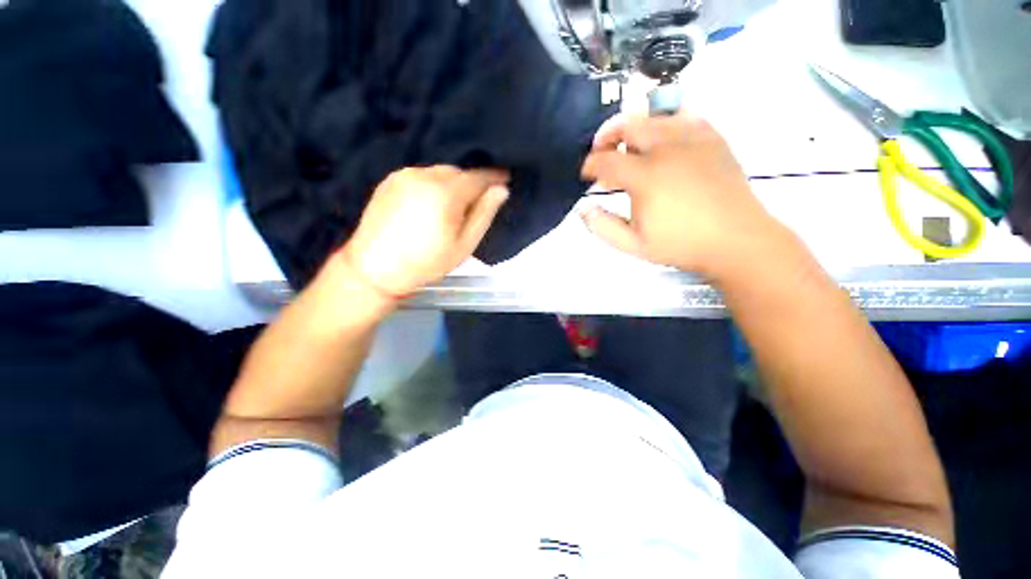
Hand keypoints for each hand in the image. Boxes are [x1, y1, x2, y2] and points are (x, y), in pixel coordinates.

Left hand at [340, 166, 508, 296]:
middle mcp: (424, 175)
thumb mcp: (464, 245)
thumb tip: (501, 190)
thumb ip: (483, 214)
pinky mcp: (390, 180)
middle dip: (470, 184)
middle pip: (458, 172)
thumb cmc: (426, 263)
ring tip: (449, 208)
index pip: (478, 176)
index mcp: (445, 193)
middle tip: (474, 205)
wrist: (374, 269)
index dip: (494, 177)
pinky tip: (428, 205)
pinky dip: (432, 185)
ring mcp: (404, 175)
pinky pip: (422, 175)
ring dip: (451, 184)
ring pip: (439, 172)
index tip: (505, 178)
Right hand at [581, 113, 786, 278]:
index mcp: (646, 177)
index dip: (590, 165)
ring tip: (628, 145)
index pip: (606, 161)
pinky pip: (684, 116)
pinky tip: (662, 139)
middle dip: (607, 135)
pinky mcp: (712, 138)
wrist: (735, 239)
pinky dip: (665, 122)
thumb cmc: (681, 244)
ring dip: (633, 128)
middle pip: (628, 125)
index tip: (586, 174)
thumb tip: (583, 208)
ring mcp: (693, 139)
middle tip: (601, 152)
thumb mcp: (633, 245)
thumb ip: (602, 227)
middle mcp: (667, 149)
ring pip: (654, 116)